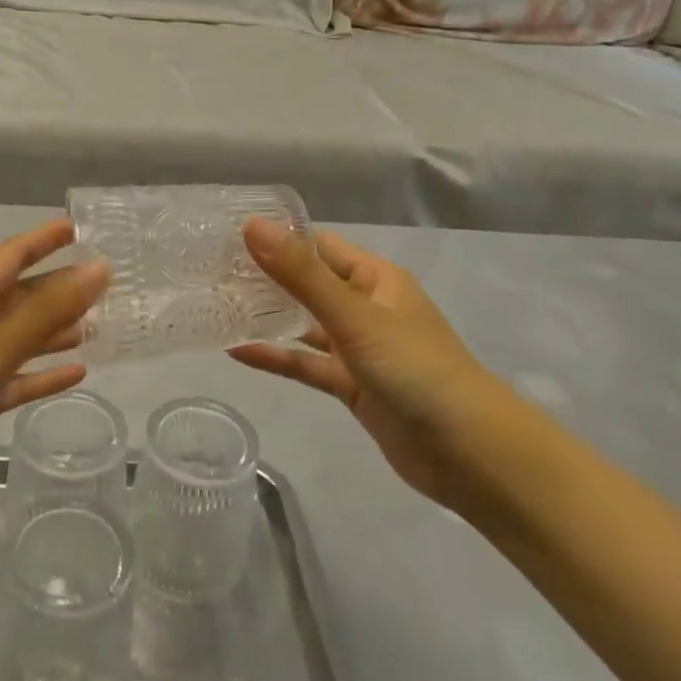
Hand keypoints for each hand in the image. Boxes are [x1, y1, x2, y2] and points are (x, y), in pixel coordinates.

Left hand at [0, 219, 107, 509]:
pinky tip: (78, 374)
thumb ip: (45, 313)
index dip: (43, 239)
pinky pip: (17, 380)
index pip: (12, 256)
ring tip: (102, 326)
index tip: (79, 227)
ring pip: (23, 339)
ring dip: (57, 332)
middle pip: (23, 297)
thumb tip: (99, 269)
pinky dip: (44, 375)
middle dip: (60, 288)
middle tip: (108, 285)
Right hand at [229, 219, 516, 506]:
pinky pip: (307, 364)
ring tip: (217, 306)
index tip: (227, 235)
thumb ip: (301, 274)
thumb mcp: (355, 317)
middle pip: (308, 283)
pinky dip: (277, 357)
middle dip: (266, 277)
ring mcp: (359, 348)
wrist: (470, 454)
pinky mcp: (352, 386)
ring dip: (269, 317)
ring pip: (305, 324)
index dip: (279, 238)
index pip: (319, 246)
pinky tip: (237, 352)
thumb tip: (252, 225)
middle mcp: (366, 307)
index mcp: (375, 279)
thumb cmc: (416, 370)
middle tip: (210, 271)